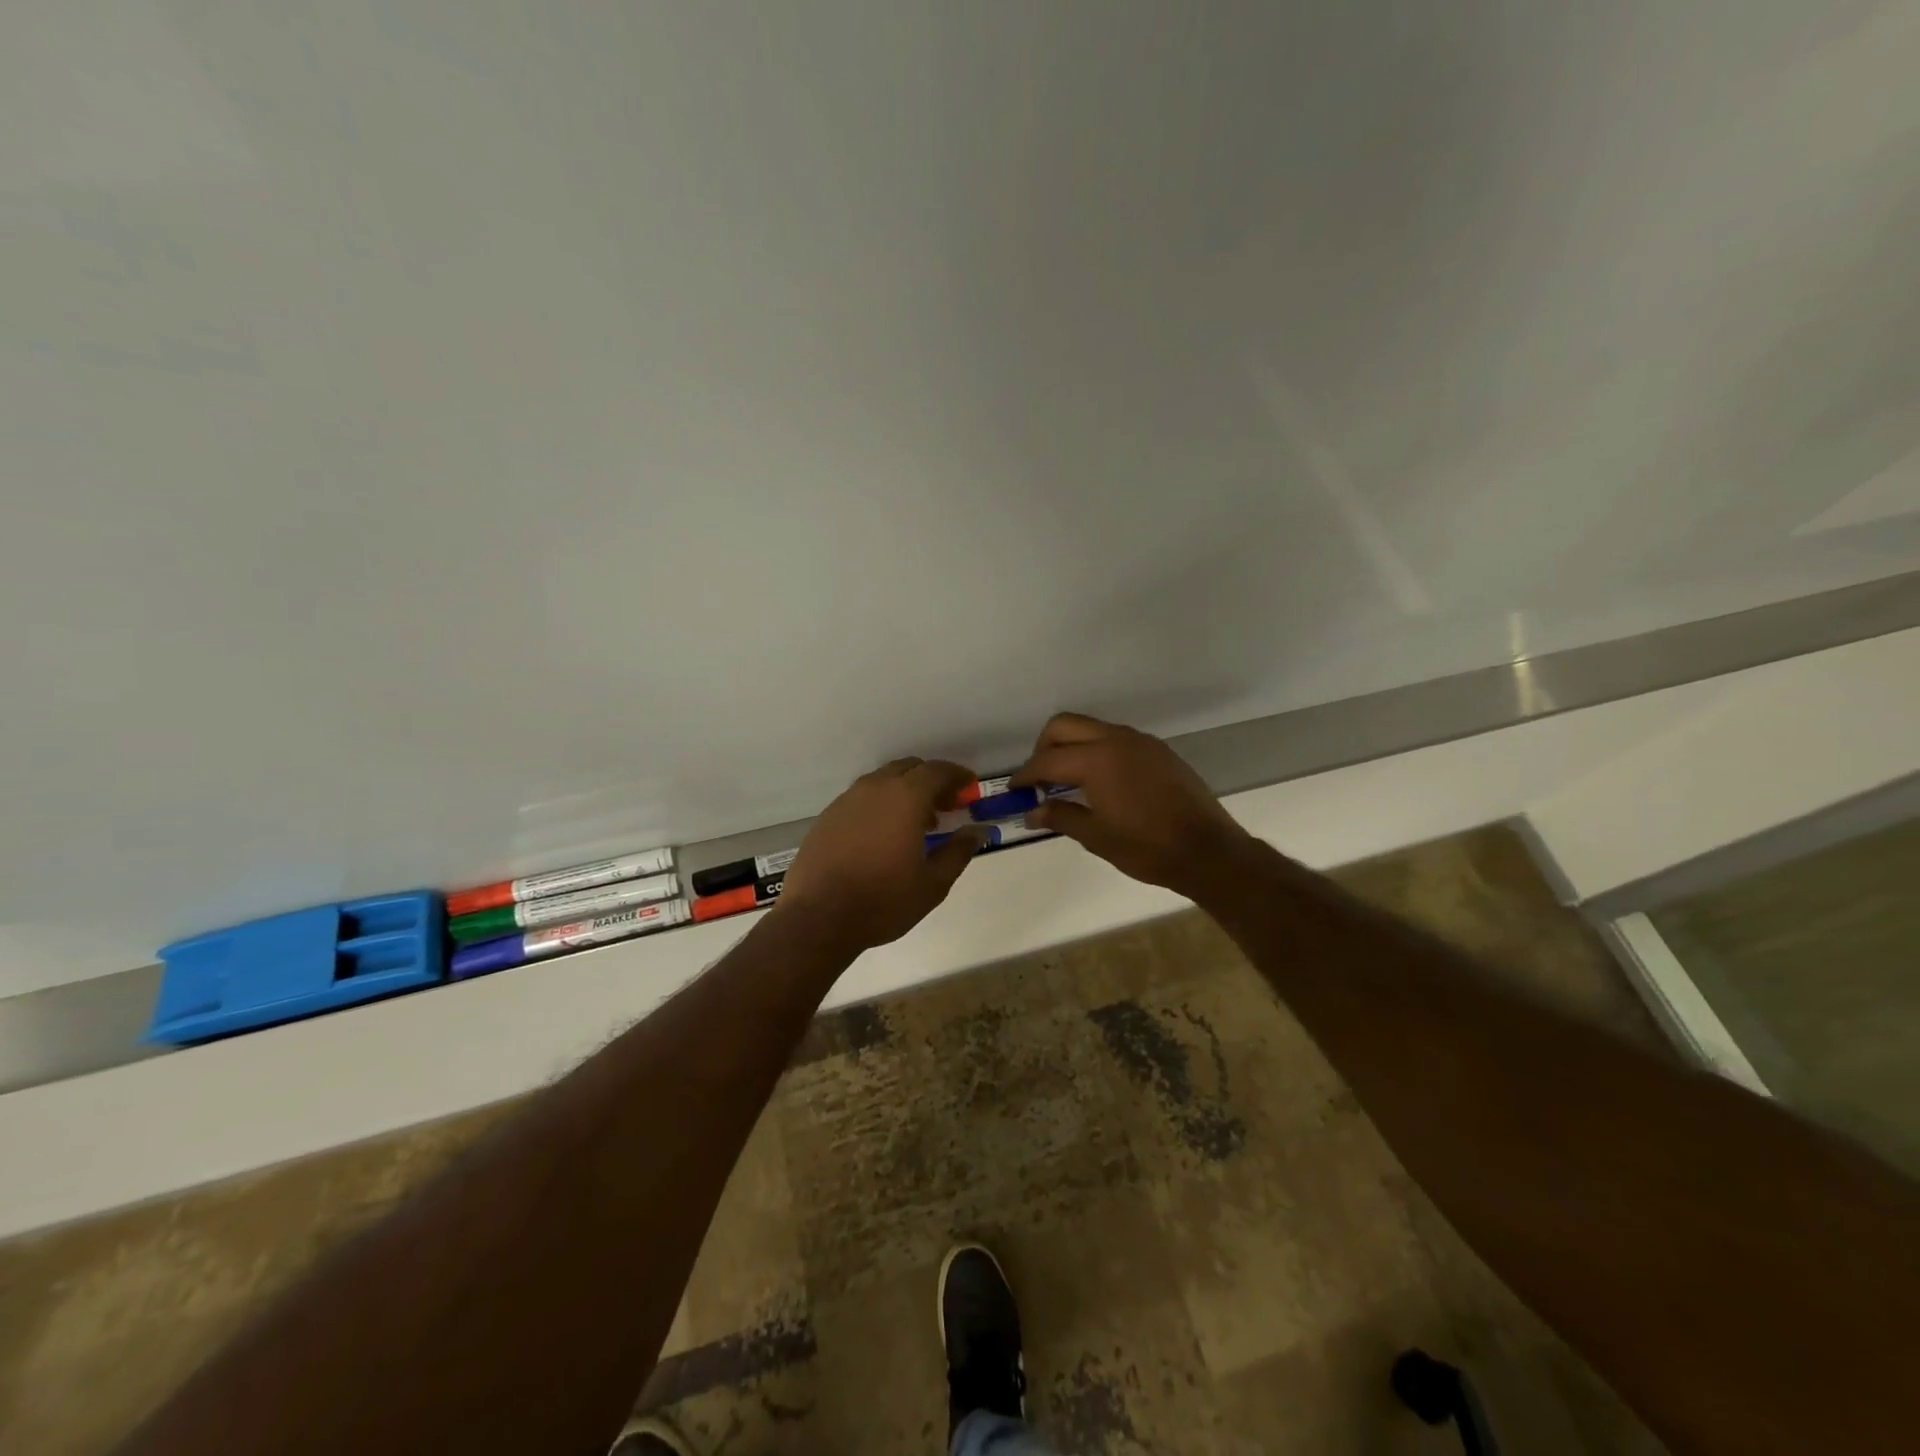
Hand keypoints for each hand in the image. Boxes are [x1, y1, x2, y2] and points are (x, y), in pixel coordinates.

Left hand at [777, 758, 985, 953]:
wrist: (818, 917)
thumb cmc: (883, 900)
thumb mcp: (933, 883)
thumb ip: (959, 851)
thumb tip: (978, 831)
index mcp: (905, 797)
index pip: (938, 771)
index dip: (957, 775)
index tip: (970, 787)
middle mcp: (875, 788)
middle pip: (909, 768)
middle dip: (931, 780)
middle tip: (946, 805)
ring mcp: (847, 800)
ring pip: (883, 781)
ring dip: (905, 791)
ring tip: (917, 823)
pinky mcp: (828, 816)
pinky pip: (862, 798)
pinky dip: (881, 804)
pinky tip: (883, 835)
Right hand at [1012, 713, 1252, 897]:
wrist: (1208, 850)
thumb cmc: (1147, 847)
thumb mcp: (1096, 836)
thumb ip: (1060, 816)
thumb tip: (1031, 813)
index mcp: (1097, 760)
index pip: (1048, 760)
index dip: (1026, 773)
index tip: (1014, 788)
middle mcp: (1117, 740)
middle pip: (1065, 725)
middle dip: (1044, 746)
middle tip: (1039, 777)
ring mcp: (1140, 742)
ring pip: (1092, 728)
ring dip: (1072, 745)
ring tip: (1066, 779)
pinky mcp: (1158, 751)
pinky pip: (1116, 738)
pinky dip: (1097, 750)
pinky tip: (1100, 781)